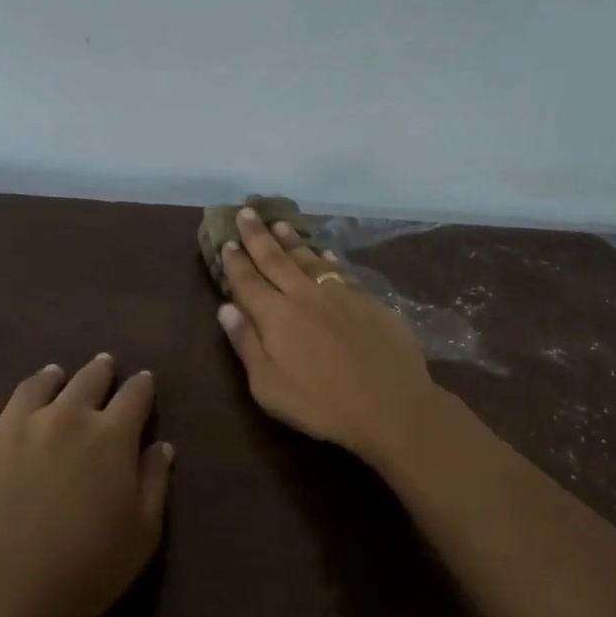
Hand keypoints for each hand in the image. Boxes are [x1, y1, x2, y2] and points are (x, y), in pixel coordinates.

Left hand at [0, 356, 171, 616]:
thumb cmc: (84, 572)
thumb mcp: (142, 534)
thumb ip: (154, 483)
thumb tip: (160, 446)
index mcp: (110, 435)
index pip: (134, 396)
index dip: (142, 386)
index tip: (143, 380)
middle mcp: (62, 417)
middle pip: (86, 381)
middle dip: (99, 371)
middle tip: (103, 365)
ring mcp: (7, 428)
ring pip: (33, 388)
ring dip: (49, 379)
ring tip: (52, 375)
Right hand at [216, 207, 444, 461]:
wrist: (390, 405)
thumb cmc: (321, 405)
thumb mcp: (269, 386)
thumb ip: (246, 344)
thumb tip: (225, 308)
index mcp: (276, 316)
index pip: (247, 281)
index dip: (235, 261)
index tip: (226, 240)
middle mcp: (305, 295)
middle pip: (276, 259)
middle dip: (258, 235)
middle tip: (247, 211)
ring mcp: (340, 294)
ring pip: (310, 258)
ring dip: (292, 240)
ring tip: (279, 224)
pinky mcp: (368, 300)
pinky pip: (341, 270)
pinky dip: (328, 257)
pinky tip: (325, 251)